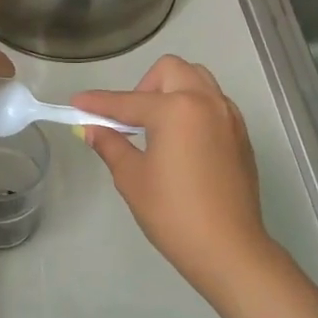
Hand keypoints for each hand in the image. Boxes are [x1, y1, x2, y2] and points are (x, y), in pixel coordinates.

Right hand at [73, 56, 277, 294]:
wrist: (227, 247)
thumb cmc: (173, 213)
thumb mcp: (132, 178)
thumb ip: (111, 145)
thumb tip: (91, 129)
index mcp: (176, 109)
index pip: (128, 101)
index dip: (98, 103)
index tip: (77, 103)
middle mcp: (207, 102)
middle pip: (171, 70)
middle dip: (144, 86)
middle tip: (131, 120)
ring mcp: (229, 116)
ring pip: (198, 80)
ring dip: (172, 91)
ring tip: (157, 128)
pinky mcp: (241, 134)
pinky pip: (214, 103)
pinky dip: (193, 108)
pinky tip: (181, 143)